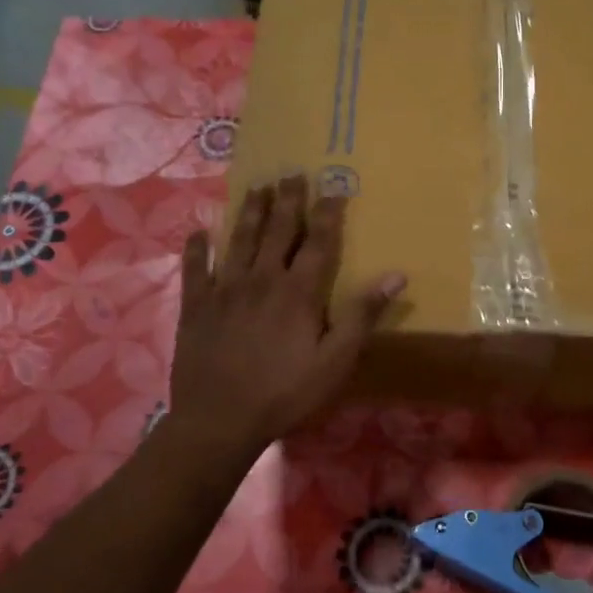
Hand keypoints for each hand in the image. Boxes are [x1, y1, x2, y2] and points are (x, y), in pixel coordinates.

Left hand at [171, 174, 404, 455]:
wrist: (219, 420)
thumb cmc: (285, 393)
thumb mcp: (335, 361)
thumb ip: (362, 315)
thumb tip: (396, 275)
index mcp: (298, 292)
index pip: (318, 242)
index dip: (328, 213)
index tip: (334, 187)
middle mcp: (261, 279)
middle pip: (277, 230)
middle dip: (288, 200)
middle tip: (292, 173)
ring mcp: (224, 289)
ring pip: (239, 240)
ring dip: (250, 211)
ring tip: (258, 187)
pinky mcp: (196, 306)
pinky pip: (196, 269)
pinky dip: (197, 248)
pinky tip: (198, 231)